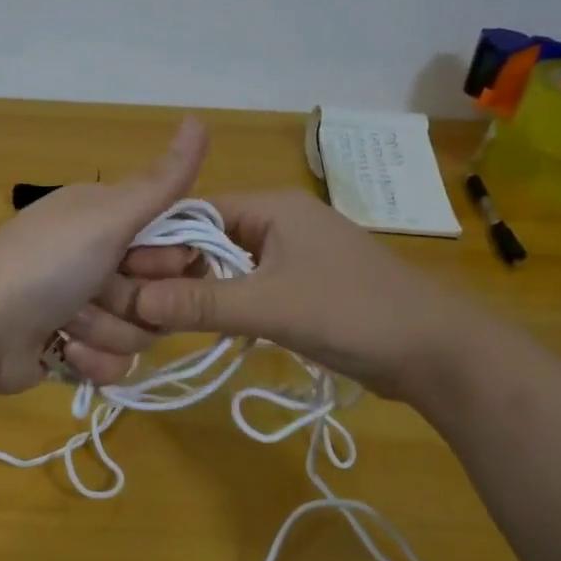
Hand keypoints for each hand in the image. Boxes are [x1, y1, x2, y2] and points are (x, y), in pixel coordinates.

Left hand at [0, 118, 208, 393]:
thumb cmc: (45, 263)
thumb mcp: (108, 215)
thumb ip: (162, 180)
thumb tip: (200, 118)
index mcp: (110, 221)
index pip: (177, 245)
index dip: (170, 262)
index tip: (141, 262)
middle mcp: (102, 261)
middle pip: (163, 294)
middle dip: (134, 302)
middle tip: (98, 292)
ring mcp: (89, 308)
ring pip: (141, 334)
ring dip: (106, 331)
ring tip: (68, 322)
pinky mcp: (77, 350)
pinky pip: (116, 364)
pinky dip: (91, 360)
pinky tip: (63, 349)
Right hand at [124, 189, 484, 399]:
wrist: (436, 352)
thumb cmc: (353, 313)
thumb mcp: (270, 307)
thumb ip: (201, 303)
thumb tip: (133, 303)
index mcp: (273, 208)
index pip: (196, 212)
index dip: (157, 241)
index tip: (124, 275)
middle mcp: (280, 222)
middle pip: (208, 237)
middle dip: (172, 267)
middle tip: (135, 302)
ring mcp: (293, 255)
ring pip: (226, 264)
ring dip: (196, 287)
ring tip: (156, 315)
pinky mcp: (302, 285)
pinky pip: (247, 285)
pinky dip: (222, 301)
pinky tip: (199, 324)